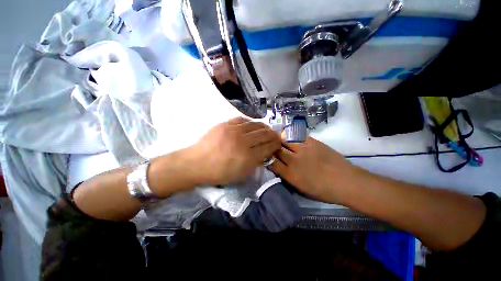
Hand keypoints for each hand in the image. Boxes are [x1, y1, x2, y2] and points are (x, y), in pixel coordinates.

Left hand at [190, 117, 280, 185]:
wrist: (196, 163)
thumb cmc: (219, 173)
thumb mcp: (240, 175)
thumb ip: (255, 163)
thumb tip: (265, 154)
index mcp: (247, 157)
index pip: (268, 147)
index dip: (276, 144)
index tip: (279, 144)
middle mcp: (243, 142)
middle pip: (265, 134)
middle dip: (274, 135)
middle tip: (276, 136)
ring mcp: (234, 131)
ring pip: (256, 124)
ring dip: (265, 127)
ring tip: (267, 129)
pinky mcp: (226, 124)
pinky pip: (243, 119)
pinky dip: (251, 122)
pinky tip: (253, 125)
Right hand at [269, 136, 355, 202]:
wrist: (345, 182)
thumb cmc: (323, 190)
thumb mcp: (301, 189)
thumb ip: (288, 178)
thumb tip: (280, 169)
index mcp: (291, 174)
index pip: (272, 163)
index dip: (267, 159)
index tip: (266, 157)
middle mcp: (294, 160)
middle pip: (277, 150)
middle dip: (272, 148)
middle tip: (270, 146)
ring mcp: (304, 149)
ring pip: (286, 141)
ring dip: (280, 140)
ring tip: (277, 138)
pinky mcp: (313, 142)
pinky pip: (298, 136)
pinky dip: (292, 136)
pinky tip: (290, 135)